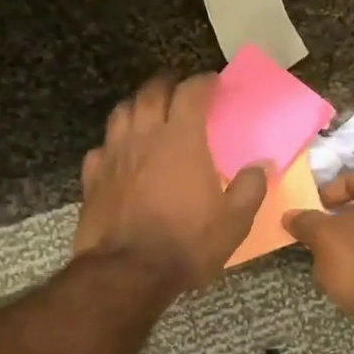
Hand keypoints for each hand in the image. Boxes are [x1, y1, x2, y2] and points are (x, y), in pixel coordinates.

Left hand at [75, 75, 267, 291]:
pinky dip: (113, 143)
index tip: (213, 81)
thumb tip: (260, 166)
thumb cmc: (187, 243)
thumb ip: (250, 188)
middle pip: (151, 92)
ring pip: (121, 112)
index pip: (191, 92)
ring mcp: (113, 155)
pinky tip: (120, 154)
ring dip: (137, 104)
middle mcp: (144, 137)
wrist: (128, 272)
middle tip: (178, 85)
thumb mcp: (234, 222)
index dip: (204, 82)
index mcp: (182, 140)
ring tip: (148, 110)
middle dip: (167, 82)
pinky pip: (101, 148)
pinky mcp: (92, 178)